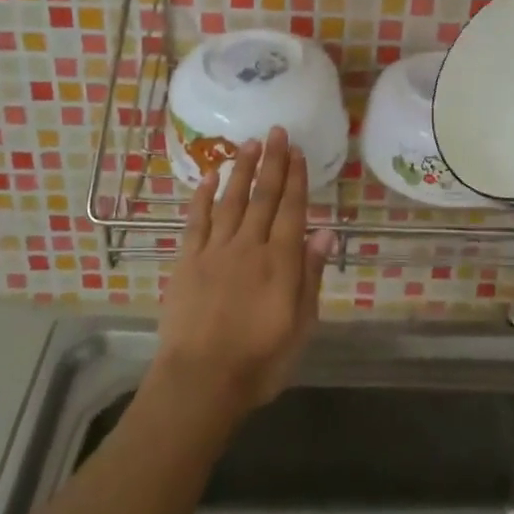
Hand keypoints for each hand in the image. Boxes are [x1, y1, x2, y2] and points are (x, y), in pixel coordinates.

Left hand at [154, 128, 335, 419]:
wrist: (200, 382)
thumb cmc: (259, 361)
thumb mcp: (300, 326)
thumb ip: (310, 275)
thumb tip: (325, 231)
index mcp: (280, 262)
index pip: (291, 209)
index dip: (296, 178)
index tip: (298, 151)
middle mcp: (249, 246)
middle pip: (263, 197)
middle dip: (272, 162)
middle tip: (276, 131)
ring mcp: (215, 251)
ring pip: (231, 200)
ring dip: (241, 170)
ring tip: (249, 144)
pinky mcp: (187, 261)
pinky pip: (196, 221)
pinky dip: (202, 197)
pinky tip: (209, 177)